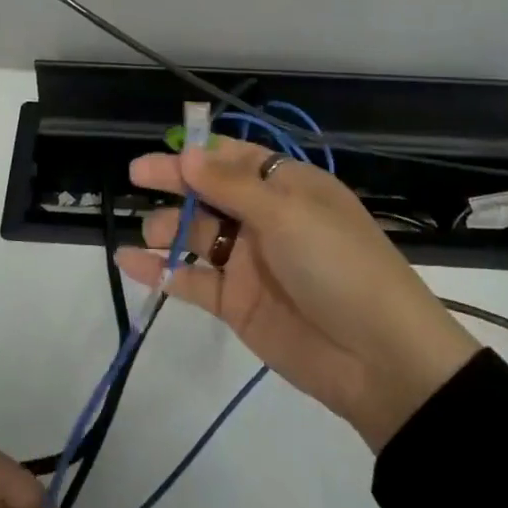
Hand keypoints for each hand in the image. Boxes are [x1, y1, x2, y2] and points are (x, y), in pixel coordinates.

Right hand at [121, 137, 479, 449]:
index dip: (198, 153)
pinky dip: (161, 270)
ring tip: (151, 231)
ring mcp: (249, 262)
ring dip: (168, 227)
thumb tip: (189, 153)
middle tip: (137, 176)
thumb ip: (231, 186)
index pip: (234, 157)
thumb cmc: (337, 264)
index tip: (163, 149)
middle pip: (209, 192)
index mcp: (287, 187)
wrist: (378, 358)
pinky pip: (192, 279)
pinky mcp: (235, 302)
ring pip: (197, 235)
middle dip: (175, 183)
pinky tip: (129, 261)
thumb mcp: (287, 214)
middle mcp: (265, 218)